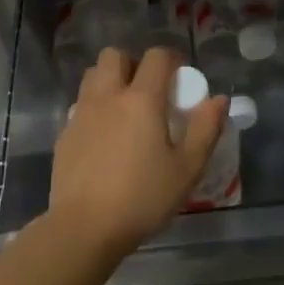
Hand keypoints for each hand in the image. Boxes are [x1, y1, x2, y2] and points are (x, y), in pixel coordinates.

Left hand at [47, 47, 226, 259]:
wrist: (84, 228)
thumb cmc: (142, 198)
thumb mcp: (187, 169)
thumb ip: (206, 129)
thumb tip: (219, 99)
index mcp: (141, 99)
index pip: (156, 57)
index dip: (171, 60)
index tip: (180, 80)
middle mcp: (108, 97)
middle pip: (115, 55)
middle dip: (133, 63)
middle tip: (149, 90)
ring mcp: (81, 114)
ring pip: (93, 76)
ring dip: (110, 80)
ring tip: (125, 109)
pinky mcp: (64, 134)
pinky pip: (81, 105)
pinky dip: (95, 108)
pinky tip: (105, 137)